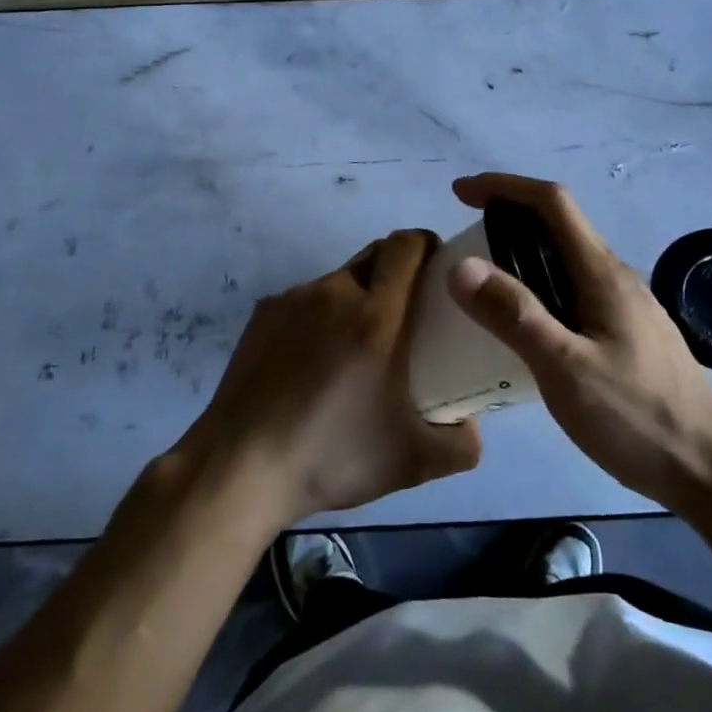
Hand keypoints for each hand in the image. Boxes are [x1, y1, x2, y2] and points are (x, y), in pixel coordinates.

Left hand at [187, 231, 481, 525]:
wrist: (240, 466)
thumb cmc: (331, 456)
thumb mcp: (412, 462)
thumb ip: (460, 445)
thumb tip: (471, 428)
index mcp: (375, 317)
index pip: (407, 246)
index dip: (428, 245)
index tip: (440, 268)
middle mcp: (333, 293)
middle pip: (375, 255)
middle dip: (398, 269)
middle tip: (409, 310)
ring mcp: (291, 300)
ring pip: (338, 280)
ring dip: (357, 297)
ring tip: (356, 348)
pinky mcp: (262, 315)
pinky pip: (304, 301)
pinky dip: (320, 317)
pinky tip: (312, 364)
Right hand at [446, 173, 711, 509]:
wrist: (711, 470)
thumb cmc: (637, 417)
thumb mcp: (565, 368)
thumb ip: (515, 315)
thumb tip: (461, 266)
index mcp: (602, 272)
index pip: (551, 202)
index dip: (504, 186)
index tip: (460, 193)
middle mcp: (614, 277)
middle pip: (557, 225)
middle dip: (506, 217)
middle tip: (462, 243)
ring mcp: (624, 305)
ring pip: (564, 259)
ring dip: (521, 253)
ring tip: (482, 283)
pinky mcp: (625, 333)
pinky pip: (571, 289)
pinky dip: (537, 285)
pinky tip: (523, 324)